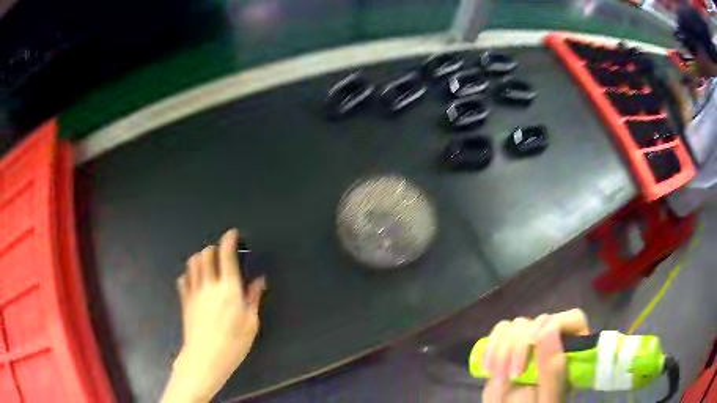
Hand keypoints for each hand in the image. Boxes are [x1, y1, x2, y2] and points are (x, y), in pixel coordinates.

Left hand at [161, 229, 265, 402]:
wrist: (205, 358)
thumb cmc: (233, 343)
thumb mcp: (251, 323)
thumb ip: (253, 298)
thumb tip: (258, 281)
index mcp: (229, 289)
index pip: (226, 255)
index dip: (229, 240)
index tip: (232, 234)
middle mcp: (209, 285)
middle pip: (206, 254)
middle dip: (214, 248)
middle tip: (221, 253)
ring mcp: (194, 292)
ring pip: (193, 263)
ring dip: (200, 258)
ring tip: (208, 264)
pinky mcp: (185, 301)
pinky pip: (183, 280)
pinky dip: (189, 275)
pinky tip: (195, 280)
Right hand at [481, 309, 589, 402]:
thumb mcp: (547, 397)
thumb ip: (552, 369)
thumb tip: (548, 330)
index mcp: (573, 350)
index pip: (571, 319)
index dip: (552, 328)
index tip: (533, 351)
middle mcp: (555, 341)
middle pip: (539, 321)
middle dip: (519, 347)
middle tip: (509, 377)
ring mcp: (532, 343)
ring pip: (517, 325)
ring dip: (502, 349)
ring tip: (497, 378)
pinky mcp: (510, 347)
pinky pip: (501, 331)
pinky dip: (491, 346)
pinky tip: (488, 367)